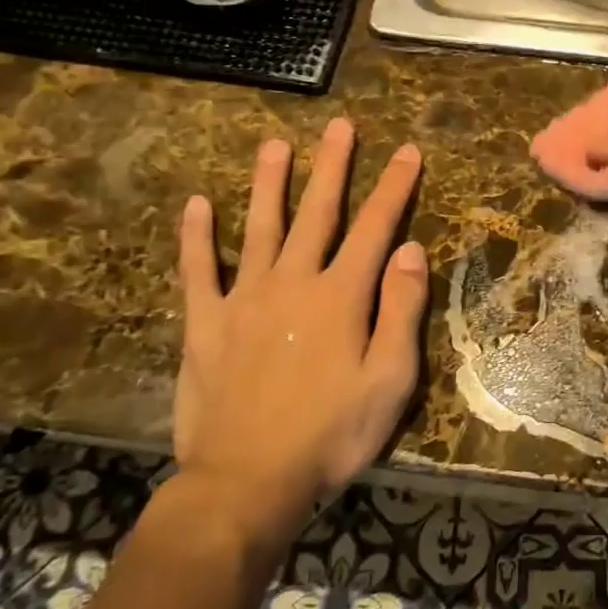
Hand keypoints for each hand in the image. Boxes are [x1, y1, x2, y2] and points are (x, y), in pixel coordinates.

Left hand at [172, 120, 428, 560]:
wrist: (247, 482)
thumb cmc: (332, 434)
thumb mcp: (390, 380)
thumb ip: (401, 310)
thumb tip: (410, 250)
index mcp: (341, 296)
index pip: (375, 227)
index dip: (394, 186)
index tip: (408, 150)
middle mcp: (293, 282)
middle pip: (317, 212)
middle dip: (333, 166)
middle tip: (340, 126)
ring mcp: (244, 299)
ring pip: (260, 227)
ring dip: (269, 183)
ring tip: (274, 143)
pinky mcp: (205, 324)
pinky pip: (199, 271)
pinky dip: (197, 236)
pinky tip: (196, 204)